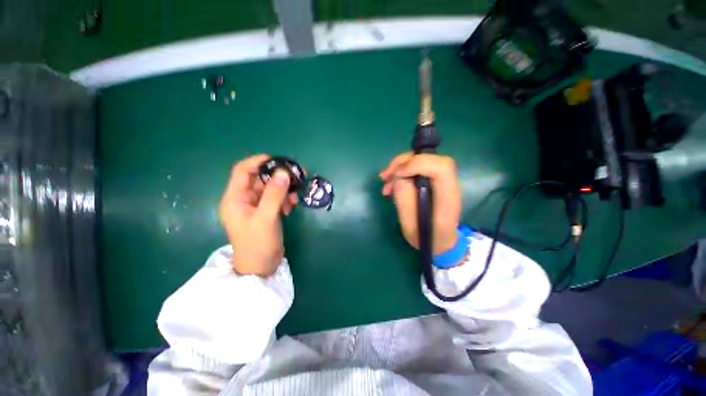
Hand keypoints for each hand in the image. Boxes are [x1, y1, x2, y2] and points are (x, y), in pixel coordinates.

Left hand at [219, 155, 298, 276]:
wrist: (261, 267)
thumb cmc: (258, 244)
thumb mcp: (266, 217)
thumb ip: (274, 194)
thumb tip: (283, 172)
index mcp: (235, 198)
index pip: (242, 171)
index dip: (258, 162)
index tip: (277, 160)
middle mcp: (244, 199)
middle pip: (260, 179)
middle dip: (277, 176)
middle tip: (296, 175)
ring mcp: (256, 206)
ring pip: (270, 189)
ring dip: (283, 190)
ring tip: (294, 198)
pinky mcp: (266, 212)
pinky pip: (276, 199)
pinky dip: (284, 199)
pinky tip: (291, 207)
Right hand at [380, 153, 461, 255]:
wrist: (440, 242)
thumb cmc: (426, 238)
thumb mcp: (410, 225)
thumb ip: (404, 199)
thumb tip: (398, 177)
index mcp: (447, 197)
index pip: (440, 167)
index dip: (417, 164)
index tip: (397, 175)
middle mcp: (449, 184)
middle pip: (430, 158)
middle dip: (404, 162)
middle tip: (386, 175)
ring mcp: (442, 180)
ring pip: (422, 160)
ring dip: (400, 166)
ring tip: (385, 179)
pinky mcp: (434, 181)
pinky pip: (418, 167)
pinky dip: (402, 171)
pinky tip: (391, 183)